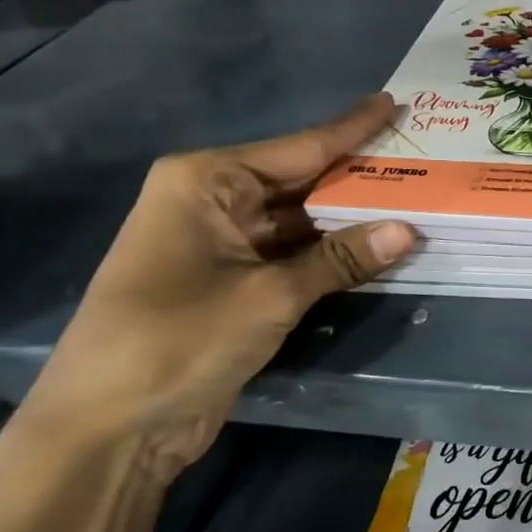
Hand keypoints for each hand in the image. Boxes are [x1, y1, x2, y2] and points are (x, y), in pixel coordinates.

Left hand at [18, 93, 415, 474]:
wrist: (109, 429)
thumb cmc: (177, 340)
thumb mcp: (269, 295)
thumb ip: (341, 259)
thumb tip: (409, 229)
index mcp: (207, 182)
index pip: (299, 147)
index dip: (352, 129)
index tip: (393, 102)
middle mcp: (214, 202)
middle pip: (304, 183)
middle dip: (360, 179)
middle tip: (422, 163)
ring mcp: (224, 244)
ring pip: (303, 223)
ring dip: (351, 223)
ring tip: (416, 204)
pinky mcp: (234, 283)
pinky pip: (296, 257)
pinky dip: (333, 256)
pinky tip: (378, 250)